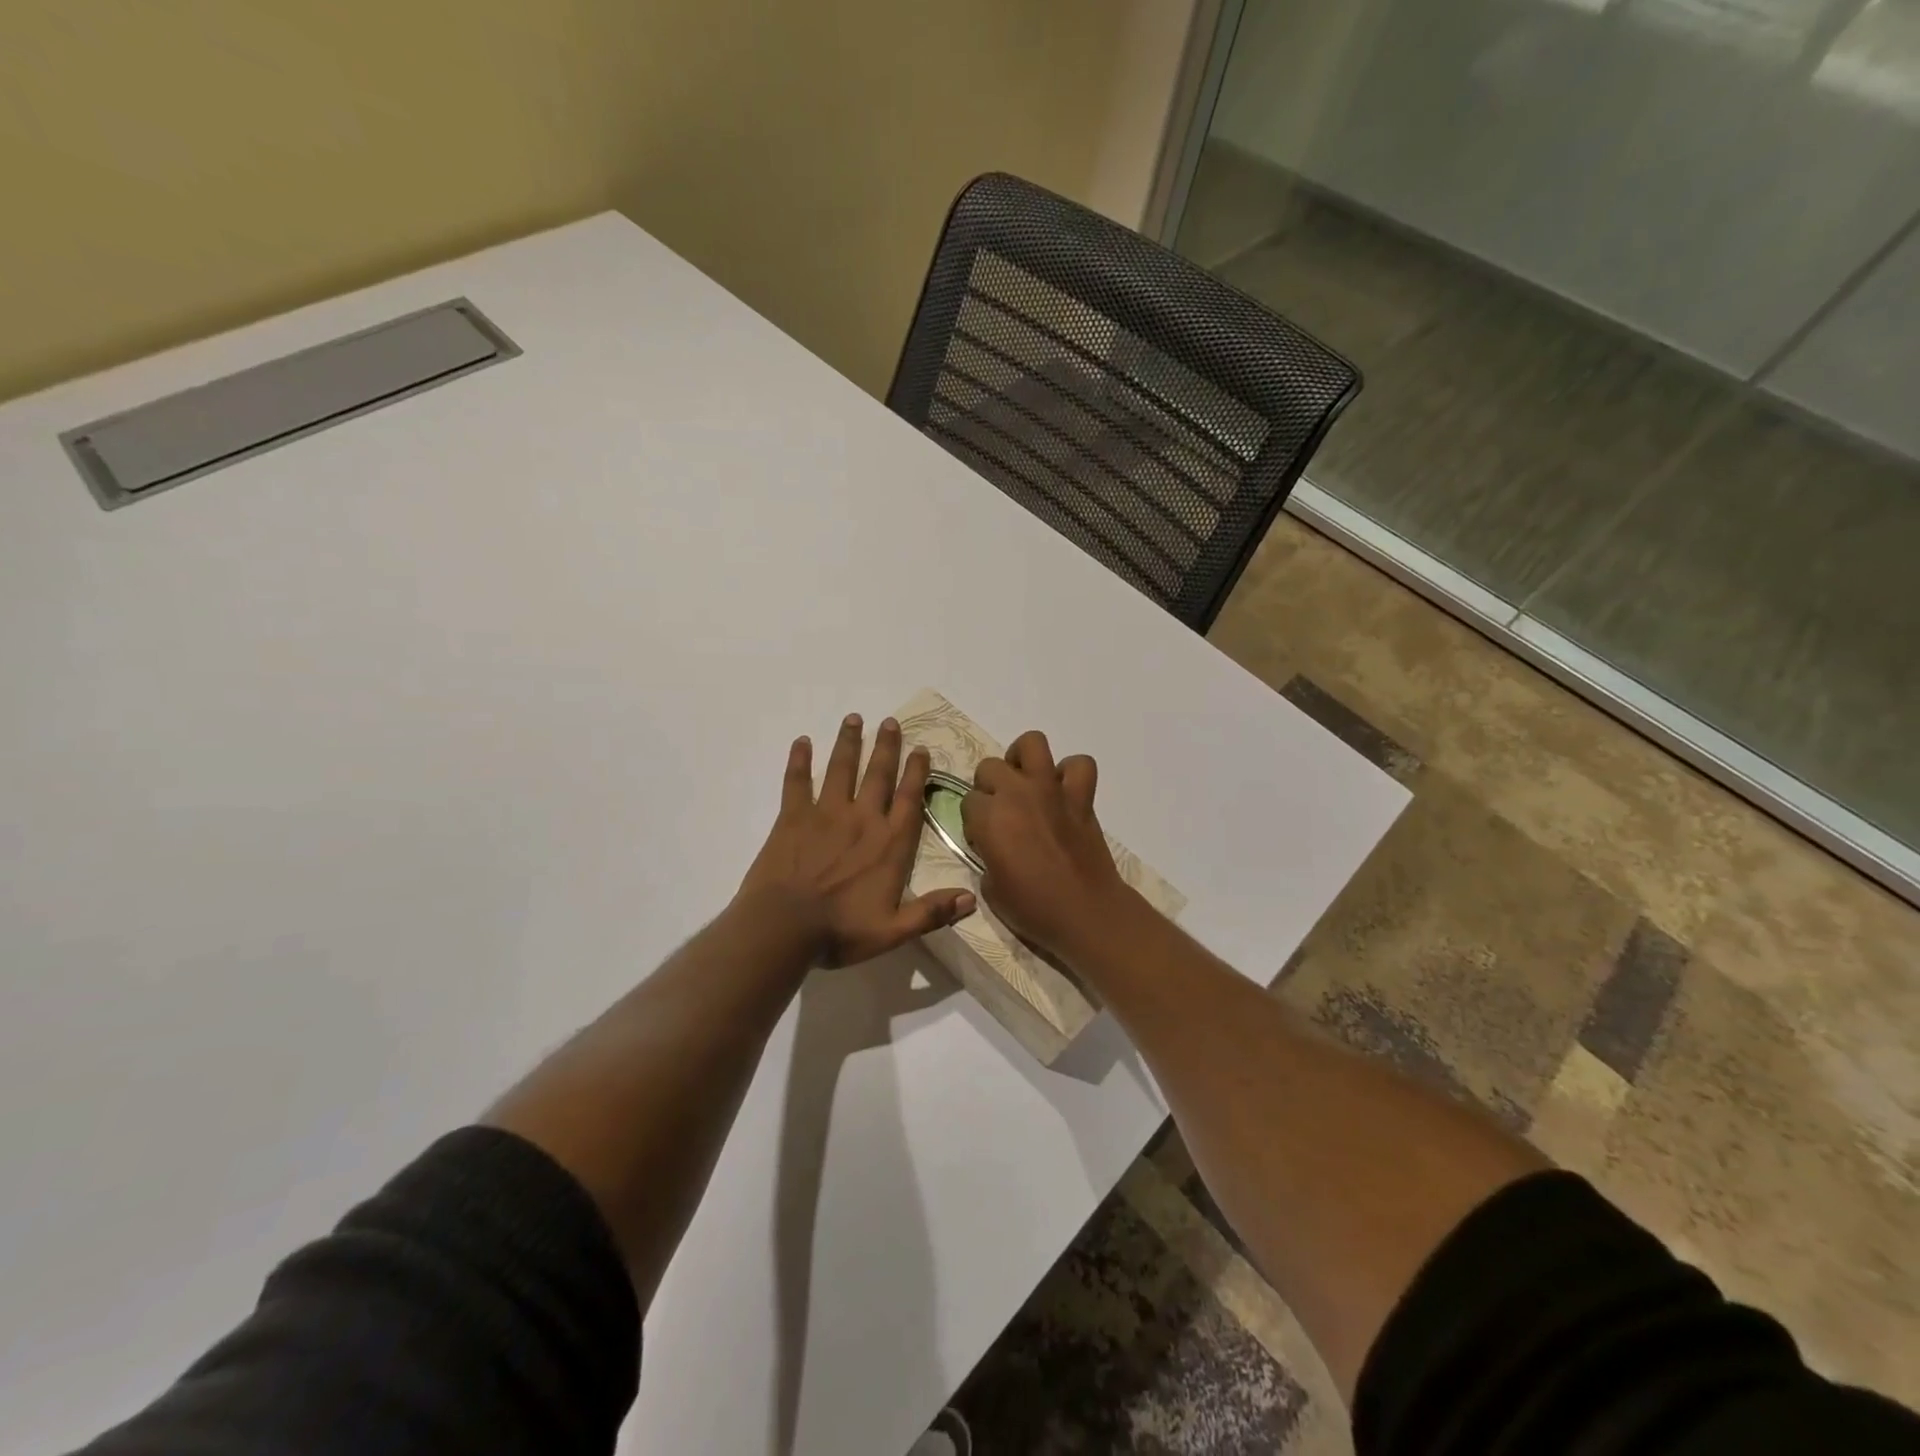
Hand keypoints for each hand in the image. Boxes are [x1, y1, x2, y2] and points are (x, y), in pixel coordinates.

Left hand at [738, 714, 975, 966]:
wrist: (784, 928)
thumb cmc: (840, 931)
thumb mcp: (894, 931)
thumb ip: (932, 912)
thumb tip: (971, 899)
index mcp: (889, 844)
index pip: (909, 800)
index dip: (916, 773)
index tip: (920, 748)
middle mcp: (862, 820)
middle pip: (878, 775)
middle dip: (887, 747)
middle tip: (891, 722)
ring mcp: (826, 814)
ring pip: (842, 769)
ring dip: (849, 743)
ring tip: (854, 719)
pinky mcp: (793, 817)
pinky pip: (797, 782)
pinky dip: (799, 760)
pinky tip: (801, 741)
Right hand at [960, 730, 1134, 960]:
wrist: (1084, 912)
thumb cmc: (1032, 908)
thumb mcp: (990, 888)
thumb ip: (986, 855)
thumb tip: (995, 846)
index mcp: (989, 817)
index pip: (968, 800)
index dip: (973, 820)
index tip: (983, 839)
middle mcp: (1017, 793)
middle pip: (990, 767)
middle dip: (989, 787)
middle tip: (1000, 813)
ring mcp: (1052, 790)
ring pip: (1032, 744)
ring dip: (1022, 759)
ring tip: (1024, 782)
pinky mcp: (1081, 797)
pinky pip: (1079, 765)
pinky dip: (1070, 773)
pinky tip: (1062, 792)